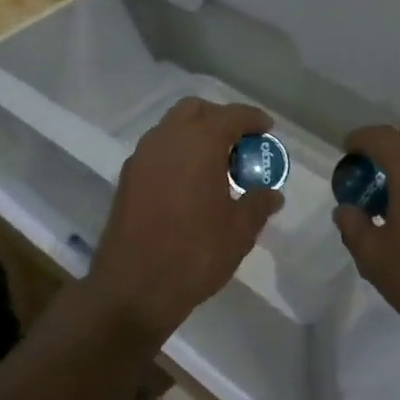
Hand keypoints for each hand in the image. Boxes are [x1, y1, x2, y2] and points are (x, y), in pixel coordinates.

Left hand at [87, 98, 283, 342]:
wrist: (133, 289)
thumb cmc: (195, 254)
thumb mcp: (239, 231)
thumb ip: (258, 204)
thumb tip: (272, 194)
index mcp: (199, 143)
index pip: (231, 116)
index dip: (253, 119)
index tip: (268, 129)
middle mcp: (167, 139)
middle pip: (196, 110)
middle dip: (220, 119)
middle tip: (240, 143)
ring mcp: (142, 157)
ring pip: (172, 128)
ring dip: (195, 135)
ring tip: (217, 164)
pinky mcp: (127, 179)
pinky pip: (157, 151)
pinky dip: (177, 154)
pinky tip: (190, 183)